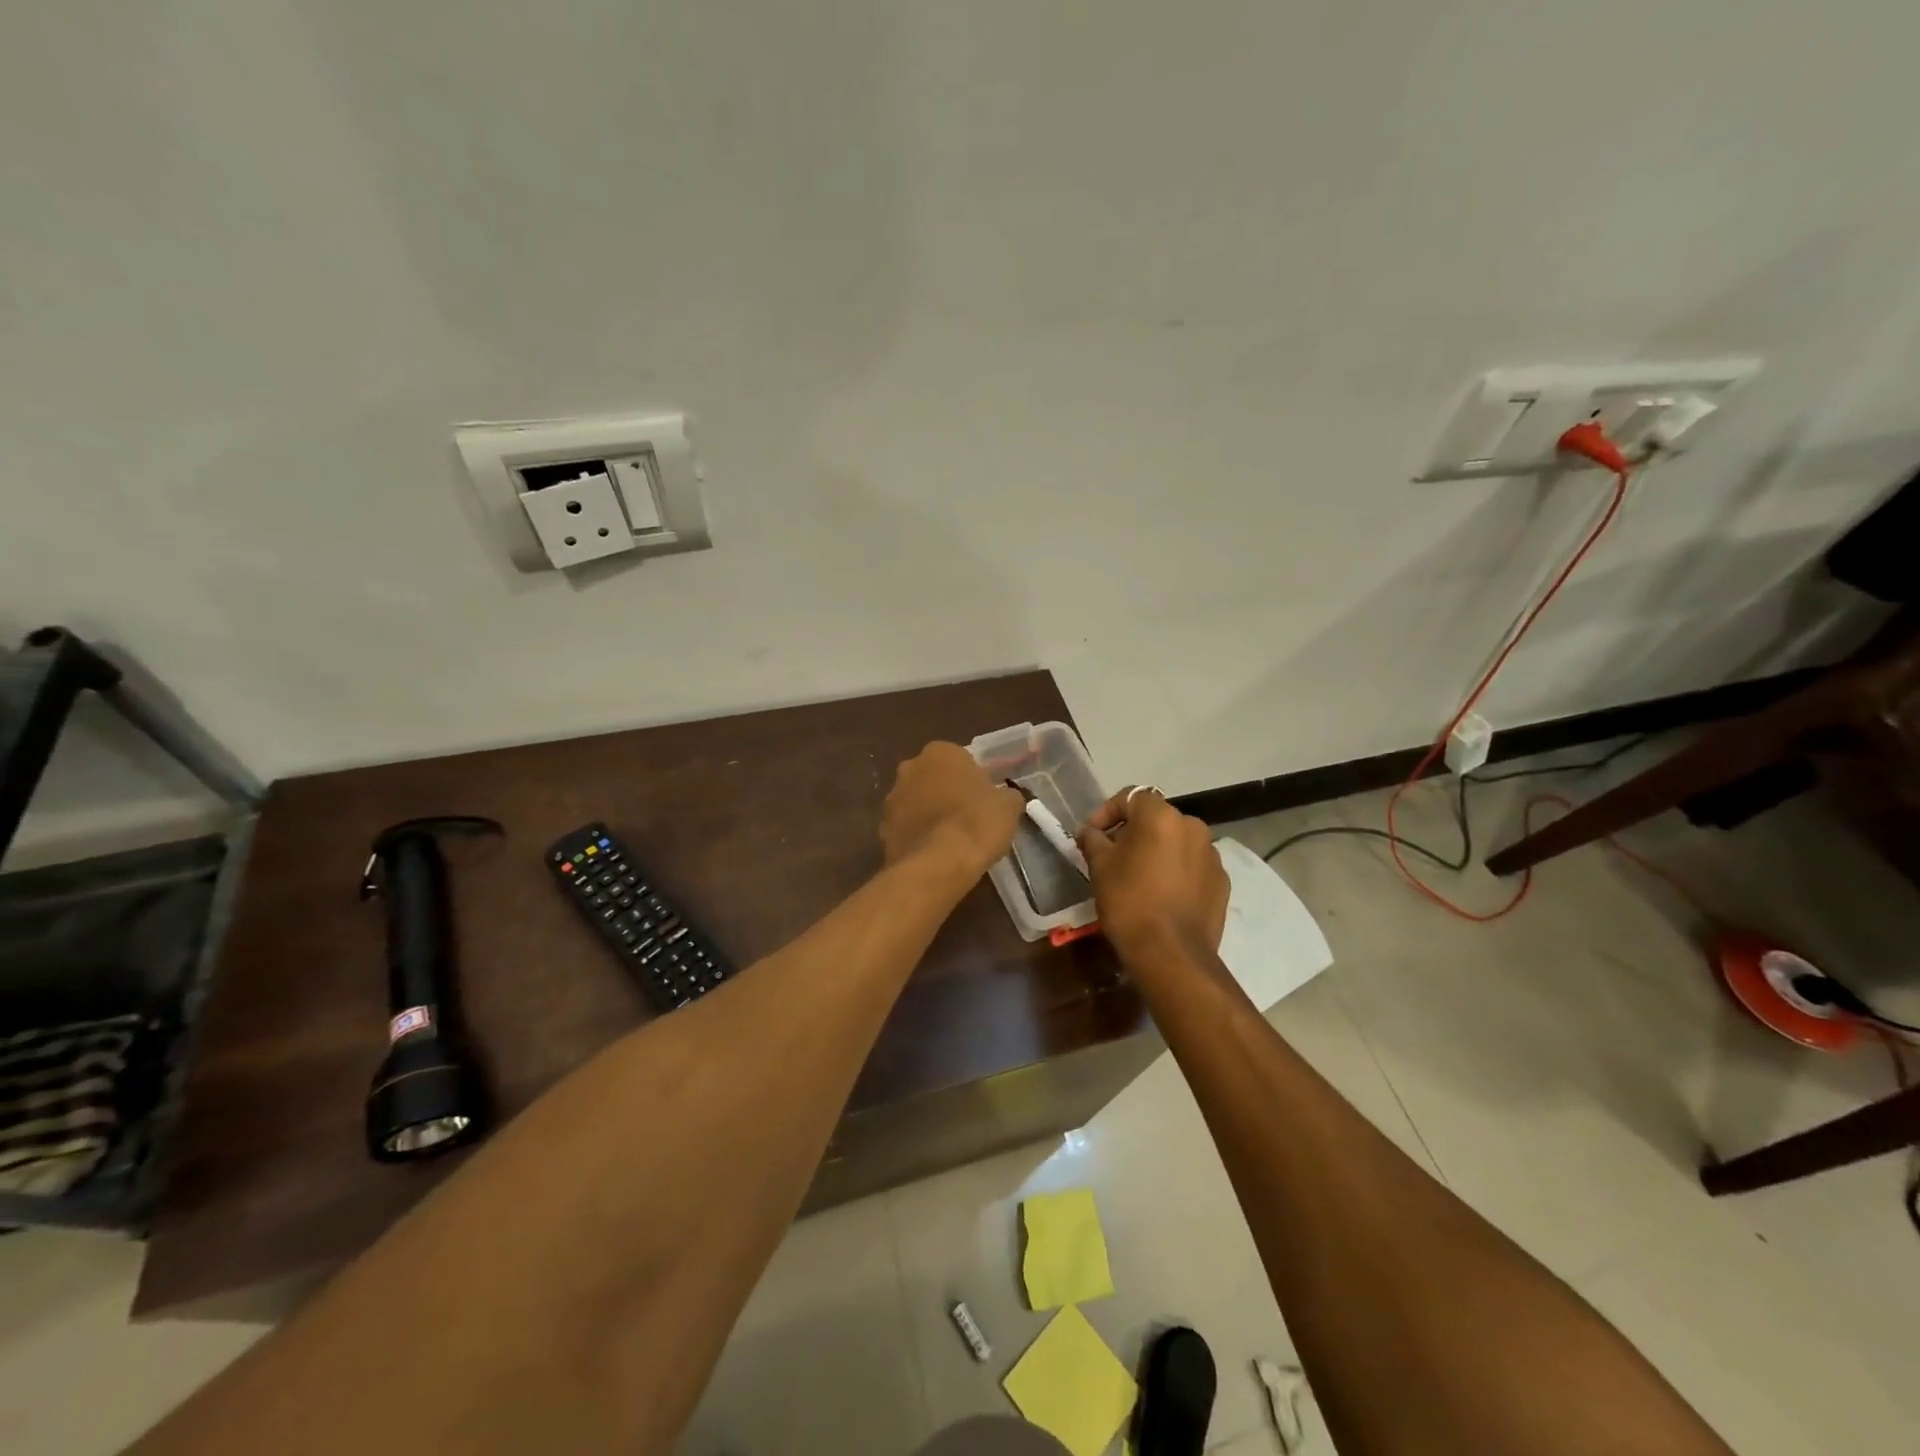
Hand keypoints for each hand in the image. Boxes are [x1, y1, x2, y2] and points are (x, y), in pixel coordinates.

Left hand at [881, 742, 1023, 880]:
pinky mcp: (882, 828)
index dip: (973, 779)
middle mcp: (910, 767)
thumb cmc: (976, 824)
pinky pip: (905, 827)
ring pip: (916, 801)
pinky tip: (933, 854)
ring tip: (950, 840)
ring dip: (928, 813)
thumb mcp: (1008, 806)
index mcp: (941, 752)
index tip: (984, 799)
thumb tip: (1005, 797)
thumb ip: (1006, 794)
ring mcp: (891, 798)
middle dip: (946, 792)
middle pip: (933, 777)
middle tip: (967, 816)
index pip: (960, 759)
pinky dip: (916, 836)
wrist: (937, 865)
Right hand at [1077, 788, 1227, 962]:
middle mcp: (1192, 827)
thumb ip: (1093, 840)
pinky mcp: (1222, 882)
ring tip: (1138, 876)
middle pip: (1156, 818)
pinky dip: (1176, 871)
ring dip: (1157, 851)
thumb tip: (1089, 831)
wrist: (1172, 954)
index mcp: (1161, 816)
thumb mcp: (1100, 867)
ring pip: (1177, 842)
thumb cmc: (1129, 902)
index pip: (1131, 797)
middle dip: (1133, 832)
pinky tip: (1162, 895)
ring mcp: (1212, 855)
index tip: (1091, 834)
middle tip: (1112, 855)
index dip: (1107, 812)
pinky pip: (1193, 866)